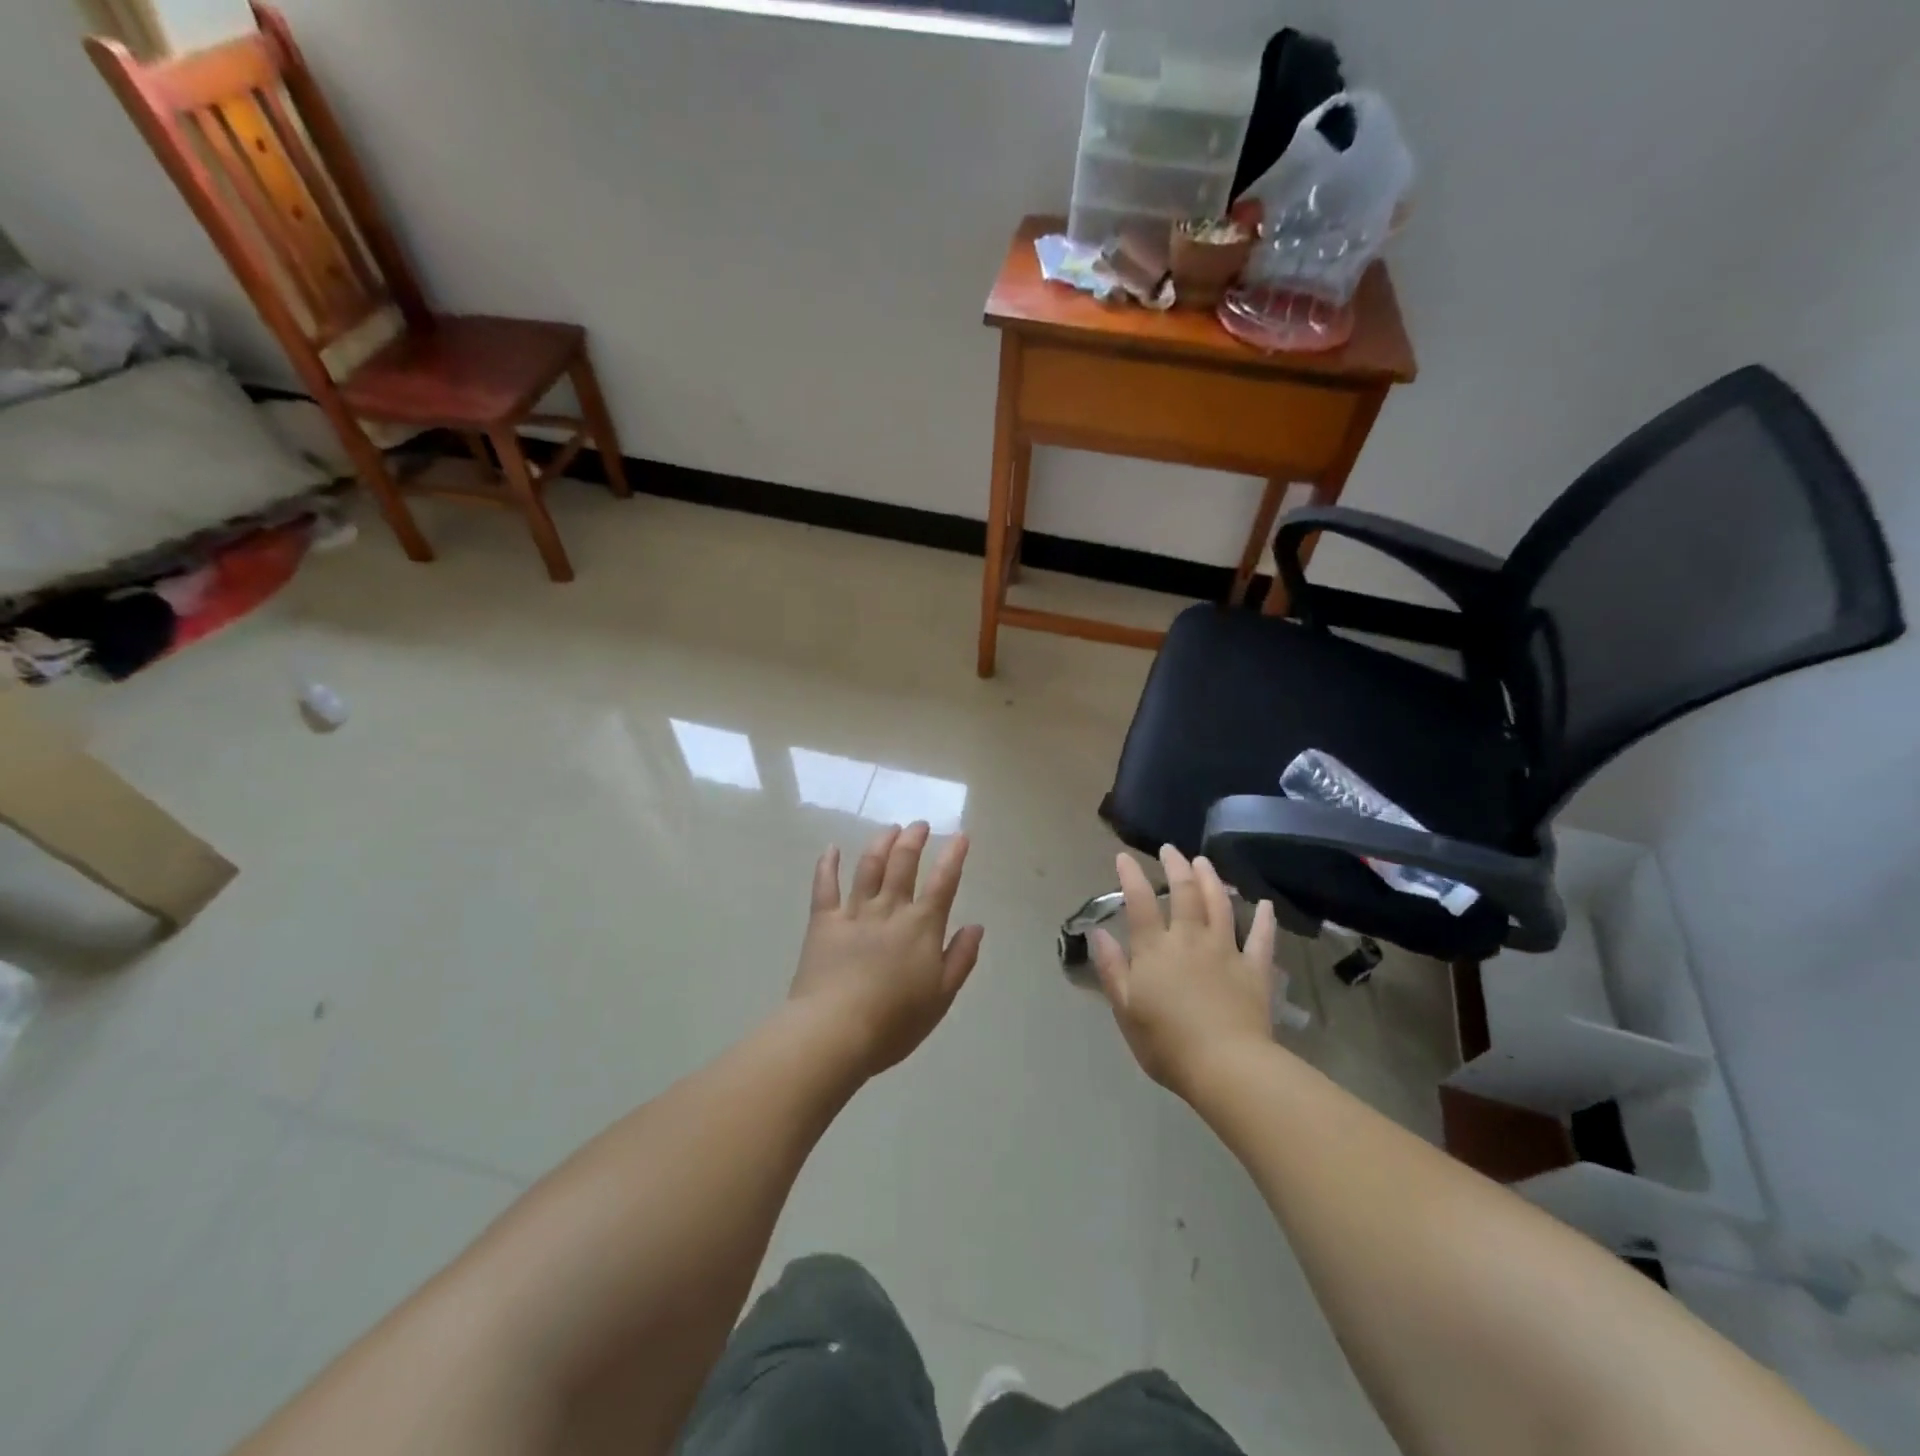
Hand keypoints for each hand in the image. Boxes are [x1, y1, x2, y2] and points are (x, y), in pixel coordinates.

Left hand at [789, 823, 985, 1077]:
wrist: (836, 1031)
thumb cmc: (895, 1022)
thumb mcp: (941, 996)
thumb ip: (960, 958)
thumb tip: (976, 926)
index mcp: (922, 927)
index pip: (943, 883)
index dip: (954, 856)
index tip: (960, 835)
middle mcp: (890, 910)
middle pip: (903, 864)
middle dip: (914, 839)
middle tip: (920, 825)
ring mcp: (854, 912)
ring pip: (869, 866)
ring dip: (881, 843)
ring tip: (890, 829)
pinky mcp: (823, 922)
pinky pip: (825, 886)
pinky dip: (828, 865)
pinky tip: (831, 848)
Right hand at [1089, 846, 1277, 1097]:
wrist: (1226, 1067)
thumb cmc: (1166, 1043)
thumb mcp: (1125, 1009)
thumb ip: (1112, 968)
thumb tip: (1099, 932)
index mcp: (1155, 950)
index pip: (1140, 903)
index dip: (1130, 876)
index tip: (1123, 857)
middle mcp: (1190, 939)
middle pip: (1184, 893)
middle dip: (1175, 866)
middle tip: (1170, 849)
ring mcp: (1226, 951)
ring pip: (1220, 905)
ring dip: (1211, 880)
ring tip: (1204, 862)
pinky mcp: (1254, 969)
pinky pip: (1261, 939)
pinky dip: (1264, 920)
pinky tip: (1264, 904)